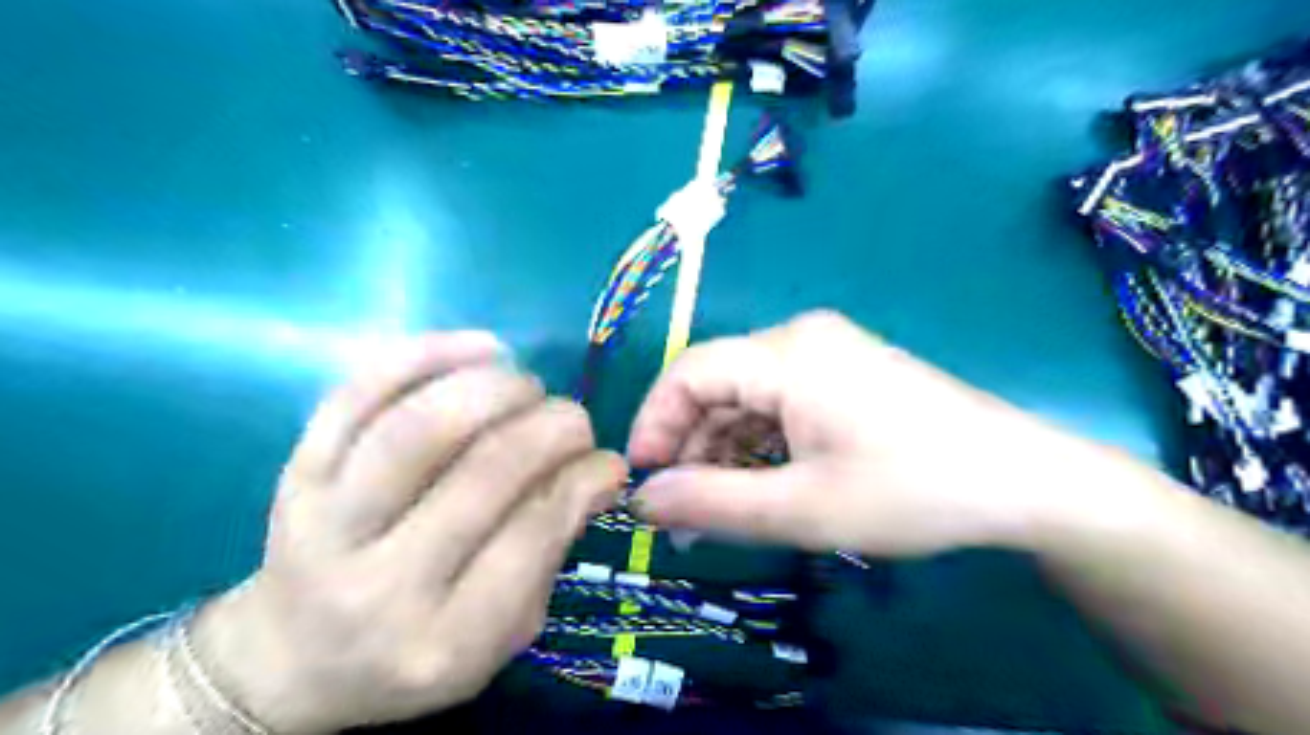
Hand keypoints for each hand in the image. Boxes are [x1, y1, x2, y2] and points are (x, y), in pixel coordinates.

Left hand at [189, 333, 628, 733]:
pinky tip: (482, 348)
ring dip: (494, 388)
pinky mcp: (296, 473)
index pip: (531, 534)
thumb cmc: (416, 653)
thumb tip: (602, 470)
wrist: (292, 662)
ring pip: (418, 427)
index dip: (583, 480)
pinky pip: (357, 394)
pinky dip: (426, 355)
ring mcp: (323, 522)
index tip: (609, 460)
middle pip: (481, 472)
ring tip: (528, 386)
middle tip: (574, 419)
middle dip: (550, 427)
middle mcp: (378, 584)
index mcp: (444, 640)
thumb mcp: (503, 634)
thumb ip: (553, 552)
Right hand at [629, 309, 1078, 557]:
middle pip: (717, 387)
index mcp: (787, 353)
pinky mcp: (843, 376)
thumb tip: (643, 501)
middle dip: (691, 449)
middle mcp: (800, 339)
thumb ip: (711, 504)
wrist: (1021, 483)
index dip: (654, 423)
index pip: (689, 372)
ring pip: (746, 400)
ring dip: (724, 454)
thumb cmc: (911, 491)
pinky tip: (758, 489)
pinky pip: (778, 405)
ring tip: (715, 516)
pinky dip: (758, 447)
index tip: (642, 480)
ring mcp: (826, 355)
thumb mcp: (801, 508)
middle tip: (680, 517)